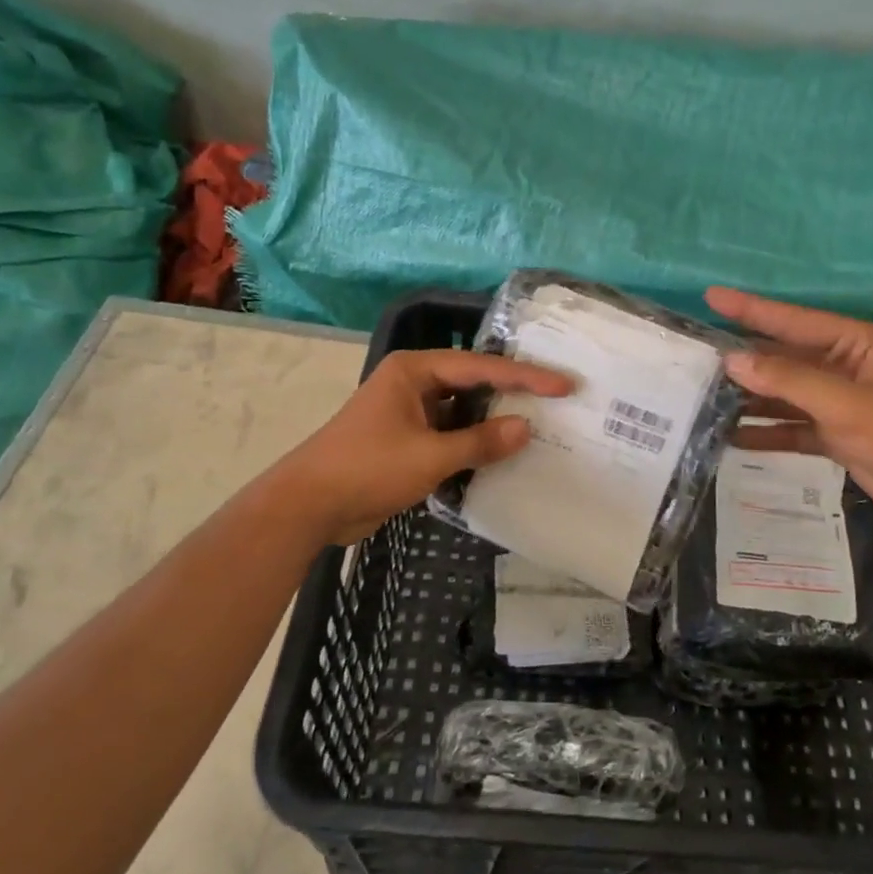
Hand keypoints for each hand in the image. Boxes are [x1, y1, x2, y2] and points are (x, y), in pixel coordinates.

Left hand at [278, 349, 572, 545]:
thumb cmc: (367, 469)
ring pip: (463, 409)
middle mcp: (413, 382)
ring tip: (540, 424)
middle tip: (558, 398)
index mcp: (414, 370)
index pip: (480, 367)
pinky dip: (474, 442)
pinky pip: (451, 433)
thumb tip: (526, 428)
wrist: (309, 506)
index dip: (526, 377)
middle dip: (512, 392)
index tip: (564, 384)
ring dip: (493, 419)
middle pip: (473, 382)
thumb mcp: (430, 456)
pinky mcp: (407, 439)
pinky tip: (503, 452)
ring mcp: (409, 411)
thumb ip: (480, 442)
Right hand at [705, 286, 872, 527]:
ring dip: (750, 399)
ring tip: (704, 399)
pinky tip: (733, 438)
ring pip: (783, 395)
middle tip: (697, 359)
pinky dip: (766, 432)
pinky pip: (791, 427)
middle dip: (744, 361)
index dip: (750, 309)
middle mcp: (842, 366)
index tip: (711, 297)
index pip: (792, 320)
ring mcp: (838, 402)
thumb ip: (787, 381)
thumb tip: (731, 361)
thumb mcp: (843, 403)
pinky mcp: (835, 435)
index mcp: (853, 343)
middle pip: (783, 358)